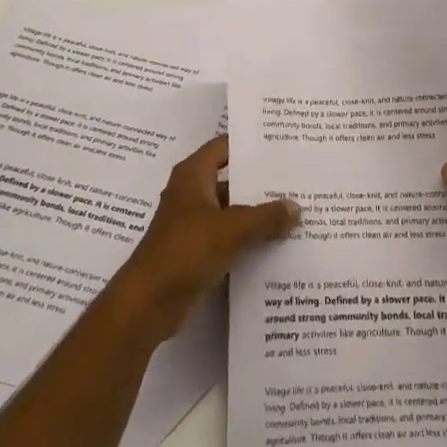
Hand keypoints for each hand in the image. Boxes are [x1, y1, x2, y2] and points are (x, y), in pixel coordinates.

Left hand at [112, 136, 299, 345]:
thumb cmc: (186, 250)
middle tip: (297, 180)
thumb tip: (295, 206)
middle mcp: (191, 193)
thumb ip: (266, 216)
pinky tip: (277, 244)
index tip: (281, 145)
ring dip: (257, 214)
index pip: (223, 146)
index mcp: (193, 175)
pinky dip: (247, 239)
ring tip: (295, 212)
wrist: (149, 302)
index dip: (249, 145)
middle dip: (260, 182)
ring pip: (231, 211)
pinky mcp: (196, 251)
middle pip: (230, 179)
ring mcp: (192, 223)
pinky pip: (227, 237)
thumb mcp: (232, 229)